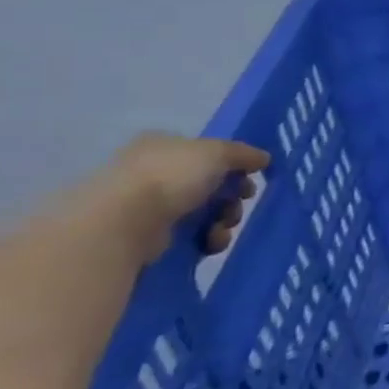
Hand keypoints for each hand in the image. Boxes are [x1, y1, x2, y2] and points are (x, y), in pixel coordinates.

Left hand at [108, 134, 270, 261]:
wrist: (124, 223)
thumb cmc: (171, 176)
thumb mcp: (218, 152)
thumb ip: (244, 154)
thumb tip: (264, 158)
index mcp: (163, 145)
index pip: (206, 153)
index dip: (232, 165)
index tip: (249, 179)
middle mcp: (152, 172)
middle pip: (209, 184)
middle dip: (231, 197)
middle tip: (239, 204)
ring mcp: (146, 206)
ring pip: (202, 212)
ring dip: (222, 220)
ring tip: (222, 229)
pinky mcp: (145, 237)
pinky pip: (187, 236)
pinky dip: (205, 240)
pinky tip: (209, 243)